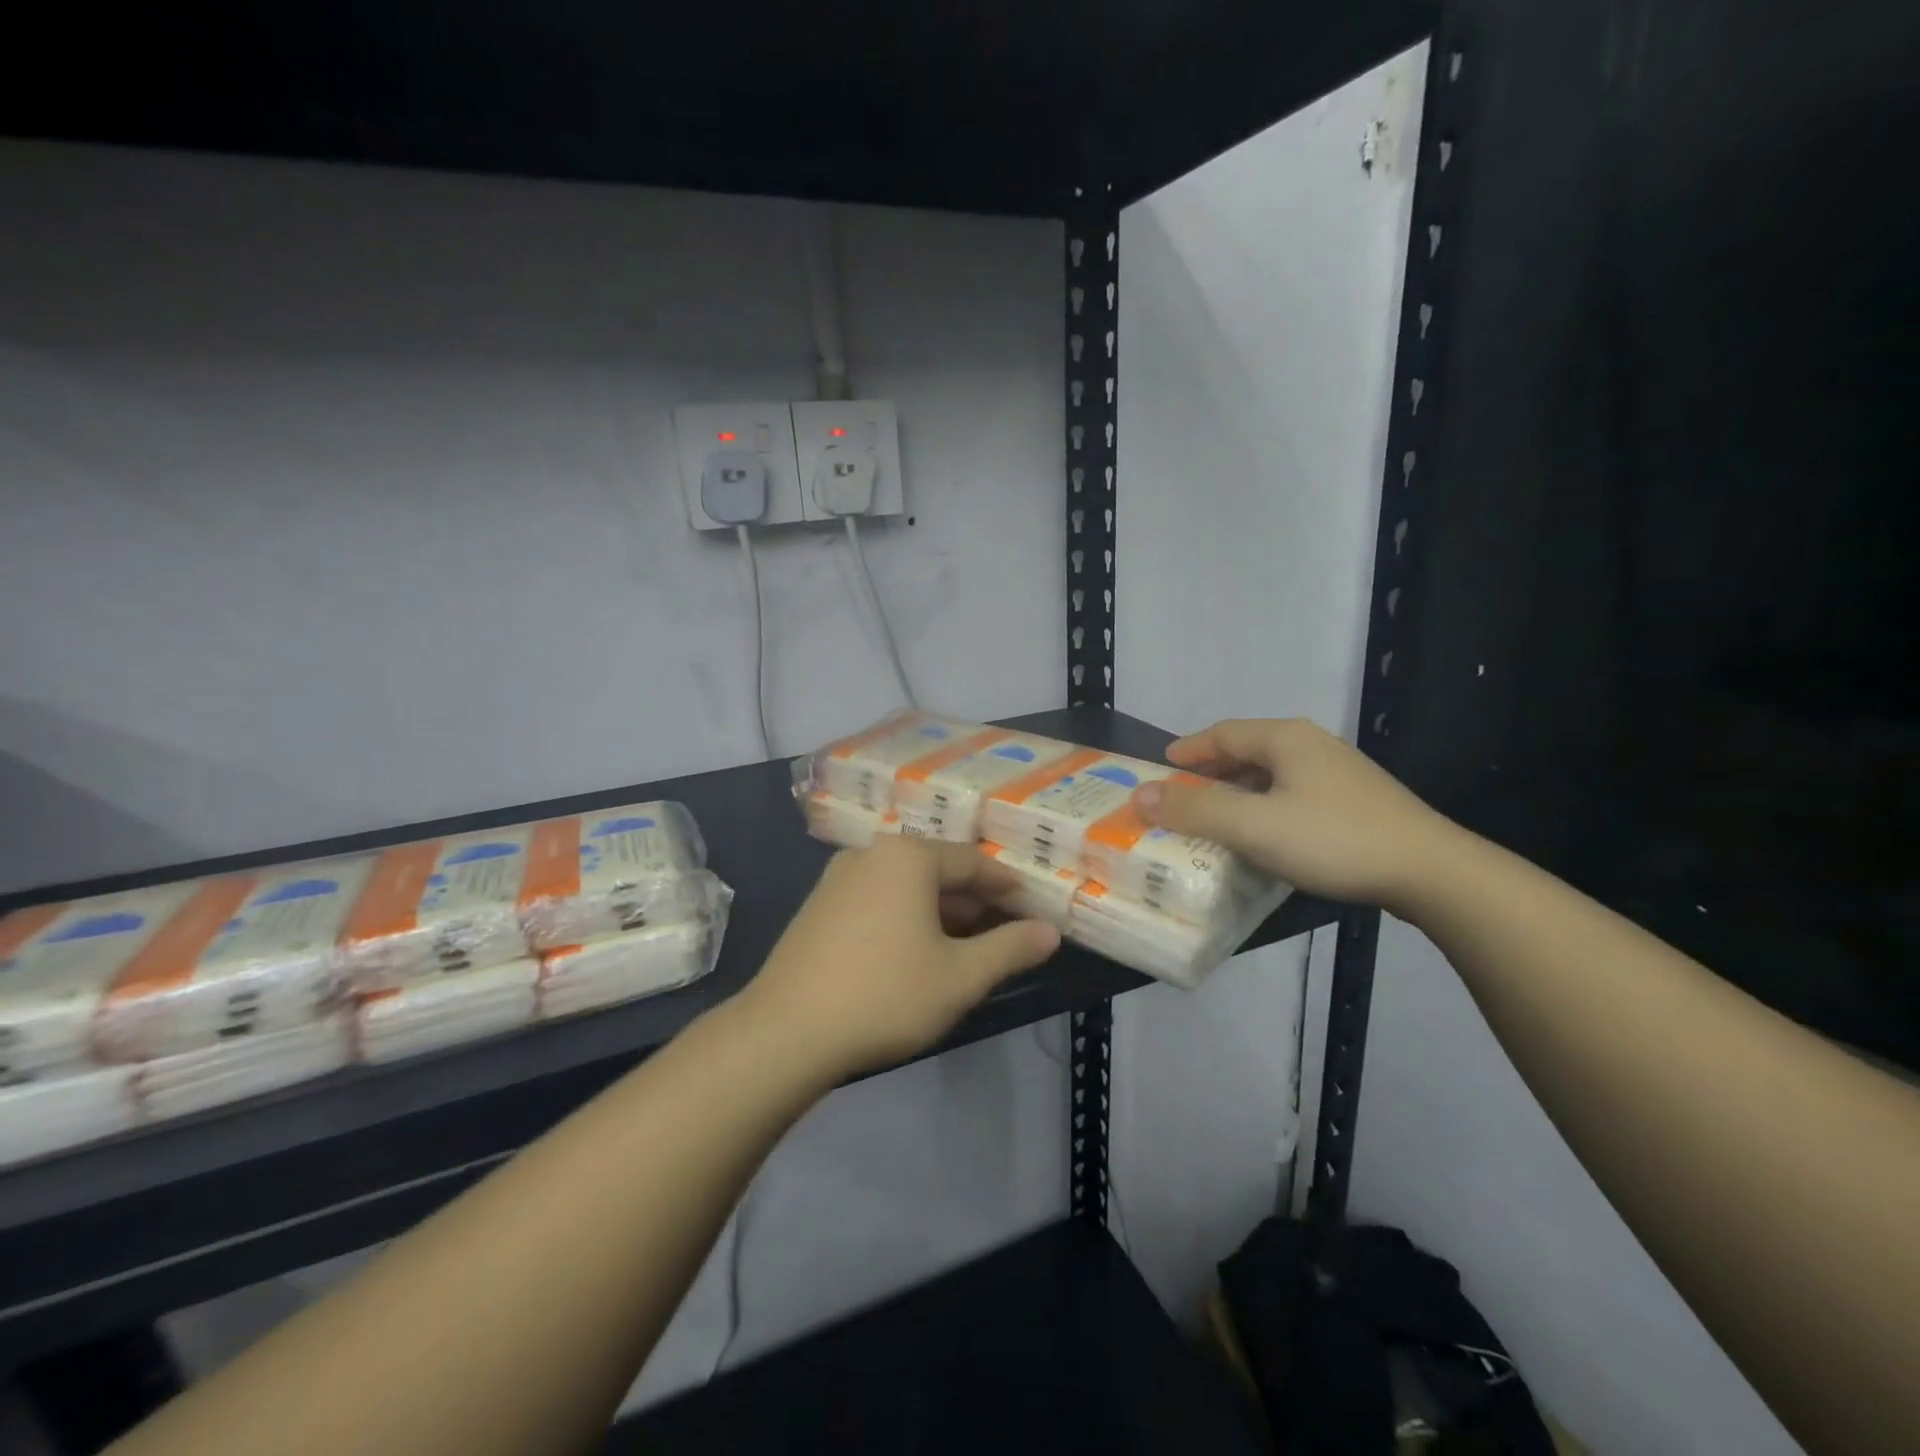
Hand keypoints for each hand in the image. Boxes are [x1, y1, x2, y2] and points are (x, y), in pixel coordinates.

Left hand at [740, 838, 1061, 1080]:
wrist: (786, 1032)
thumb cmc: (885, 995)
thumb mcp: (960, 977)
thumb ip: (1010, 949)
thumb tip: (1050, 932)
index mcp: (908, 857)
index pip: (972, 862)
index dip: (1006, 885)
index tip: (1031, 906)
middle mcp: (871, 854)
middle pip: (936, 869)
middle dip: (972, 898)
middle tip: (1002, 928)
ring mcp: (838, 878)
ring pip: (904, 885)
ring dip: (938, 909)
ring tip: (962, 943)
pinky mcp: (817, 906)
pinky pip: (876, 899)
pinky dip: (904, 916)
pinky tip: (912, 952)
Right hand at [1132, 718, 1463, 910]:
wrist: (1431, 872)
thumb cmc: (1332, 839)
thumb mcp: (1252, 825)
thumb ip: (1194, 809)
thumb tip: (1138, 795)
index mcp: (1286, 739)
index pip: (1223, 733)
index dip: (1188, 750)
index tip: (1161, 766)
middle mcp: (1312, 746)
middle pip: (1248, 751)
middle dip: (1211, 771)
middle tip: (1181, 793)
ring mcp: (1339, 774)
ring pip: (1272, 775)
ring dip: (1238, 791)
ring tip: (1215, 815)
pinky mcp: (1356, 803)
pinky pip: (1293, 795)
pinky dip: (1264, 807)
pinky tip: (1263, 834)